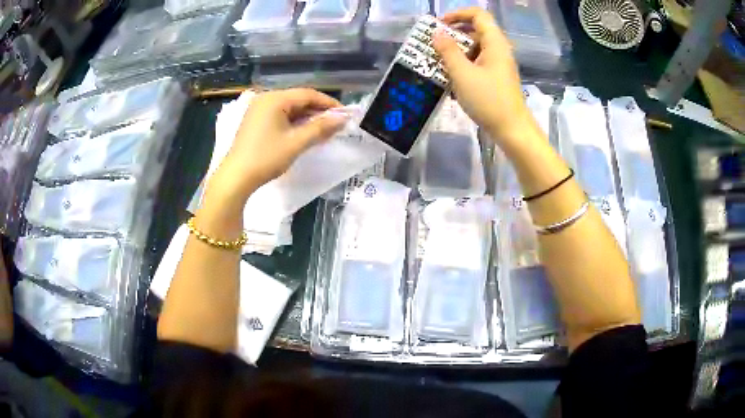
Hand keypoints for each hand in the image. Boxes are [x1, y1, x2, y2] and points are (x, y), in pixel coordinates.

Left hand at [207, 88, 346, 205]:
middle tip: (335, 124)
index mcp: (275, 99)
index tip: (345, 114)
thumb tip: (342, 119)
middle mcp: (266, 98)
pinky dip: (294, 122)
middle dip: (318, 111)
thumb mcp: (296, 143)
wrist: (236, 178)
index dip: (328, 103)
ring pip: (289, 108)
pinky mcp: (255, 120)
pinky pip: (280, 115)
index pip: (308, 94)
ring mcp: (258, 109)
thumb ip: (321, 128)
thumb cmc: (266, 158)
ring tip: (323, 130)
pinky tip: (304, 132)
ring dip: (307, 117)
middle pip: (298, 99)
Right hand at [432, 8, 538, 146]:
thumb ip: (448, 51)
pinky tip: (450, 79)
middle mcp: (498, 50)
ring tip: (437, 63)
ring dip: (455, 52)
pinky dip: (463, 65)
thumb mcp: (463, 74)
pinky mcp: (496, 78)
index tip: (439, 25)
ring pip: (475, 49)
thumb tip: (437, 33)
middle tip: (433, 45)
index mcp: (495, 43)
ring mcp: (498, 65)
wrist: (512, 130)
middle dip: (452, 35)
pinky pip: (477, 63)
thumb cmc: (488, 100)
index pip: (478, 15)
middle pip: (475, 31)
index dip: (458, 14)